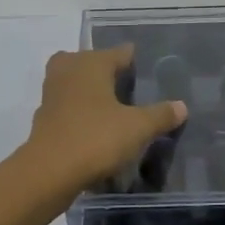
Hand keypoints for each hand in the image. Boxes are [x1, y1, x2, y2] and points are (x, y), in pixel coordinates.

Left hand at [20, 44, 187, 197]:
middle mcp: (69, 69)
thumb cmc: (96, 138)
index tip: (146, 70)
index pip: (119, 53)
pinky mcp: (43, 117)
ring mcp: (52, 92)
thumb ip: (160, 115)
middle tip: (124, 85)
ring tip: (110, 106)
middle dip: (105, 70)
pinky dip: (77, 111)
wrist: (49, 171)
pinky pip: (65, 105)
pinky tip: (92, 127)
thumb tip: (182, 106)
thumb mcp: (137, 128)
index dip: (133, 60)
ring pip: (73, 82)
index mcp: (92, 63)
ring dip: (88, 90)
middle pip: (90, 61)